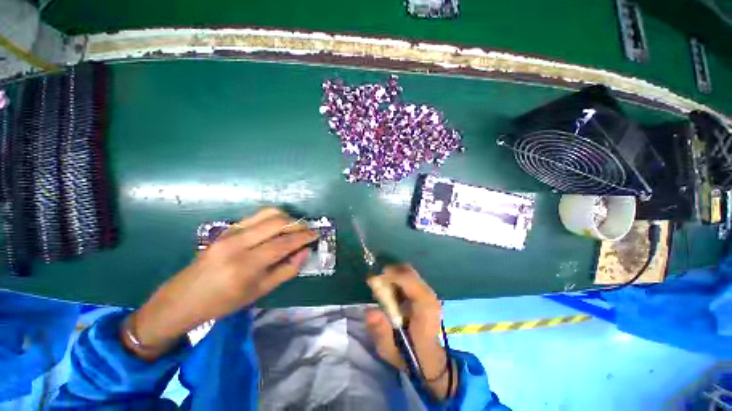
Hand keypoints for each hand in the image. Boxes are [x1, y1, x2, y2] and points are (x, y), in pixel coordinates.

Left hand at [123, 207, 316, 359]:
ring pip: (267, 213)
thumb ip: (287, 270)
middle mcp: (238, 243)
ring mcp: (230, 233)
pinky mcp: (226, 229)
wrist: (183, 298)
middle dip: (298, 224)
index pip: (283, 243)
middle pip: (277, 222)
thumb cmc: (223, 302)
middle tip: (308, 230)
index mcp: (246, 265)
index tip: (316, 234)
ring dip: (287, 217)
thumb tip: (304, 252)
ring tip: (295, 227)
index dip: (304, 237)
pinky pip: (256, 216)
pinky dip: (273, 218)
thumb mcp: (260, 292)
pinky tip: (278, 227)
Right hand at [365, 265, 455, 398]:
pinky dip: (397, 281)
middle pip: (408, 271)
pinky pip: (409, 279)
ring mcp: (429, 293)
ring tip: (382, 290)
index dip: (389, 276)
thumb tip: (370, 311)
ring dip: (392, 277)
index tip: (373, 281)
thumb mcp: (390, 350)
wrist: (432, 362)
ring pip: (408, 273)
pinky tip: (391, 294)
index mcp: (424, 306)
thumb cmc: (410, 356)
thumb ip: (380, 331)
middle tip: (376, 284)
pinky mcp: (426, 295)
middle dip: (389, 273)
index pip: (407, 279)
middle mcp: (429, 295)